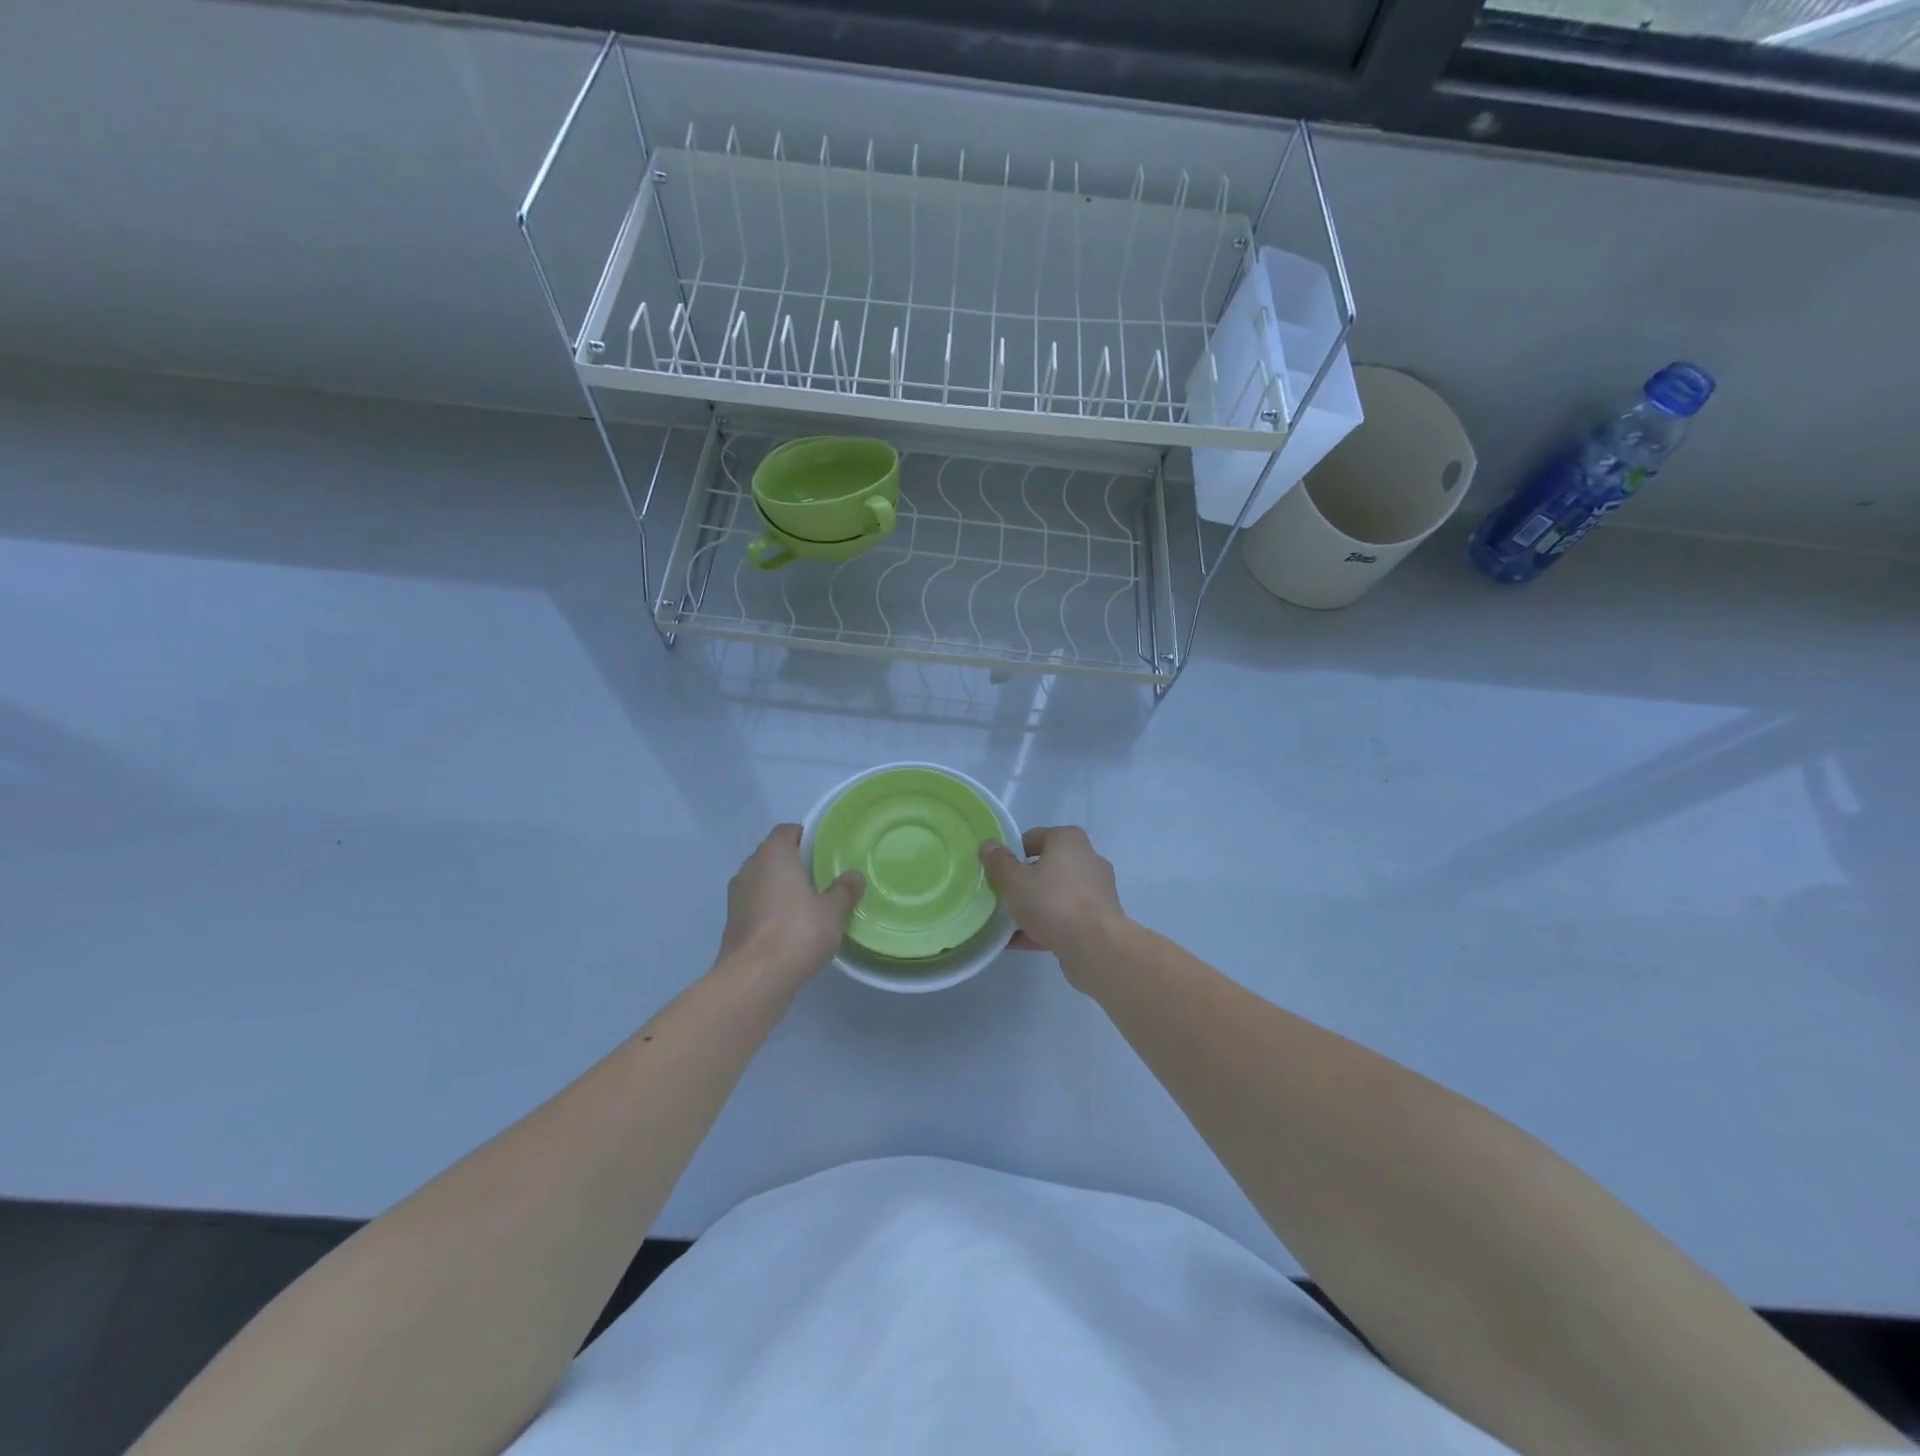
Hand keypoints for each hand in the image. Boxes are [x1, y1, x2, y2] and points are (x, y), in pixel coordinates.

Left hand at [716, 824, 863, 989]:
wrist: (755, 979)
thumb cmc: (797, 932)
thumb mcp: (833, 911)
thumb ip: (844, 891)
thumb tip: (854, 876)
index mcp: (773, 855)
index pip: (785, 831)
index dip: (803, 836)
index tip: (822, 849)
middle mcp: (749, 869)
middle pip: (771, 856)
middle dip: (792, 863)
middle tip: (819, 876)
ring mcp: (736, 898)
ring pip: (761, 883)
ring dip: (779, 889)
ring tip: (807, 903)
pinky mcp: (732, 925)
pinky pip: (755, 907)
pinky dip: (770, 912)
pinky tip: (790, 929)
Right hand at [979, 826, 1126, 966]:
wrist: (1094, 945)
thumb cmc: (1052, 901)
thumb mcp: (1015, 880)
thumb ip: (999, 862)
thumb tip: (988, 845)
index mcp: (1069, 840)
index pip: (1034, 838)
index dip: (1012, 853)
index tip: (997, 871)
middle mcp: (1088, 859)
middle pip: (1047, 867)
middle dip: (1024, 881)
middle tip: (1001, 895)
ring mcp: (1096, 890)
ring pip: (1056, 894)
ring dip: (1034, 906)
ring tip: (1007, 922)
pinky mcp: (1099, 919)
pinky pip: (1065, 917)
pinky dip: (1045, 926)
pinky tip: (1019, 941)